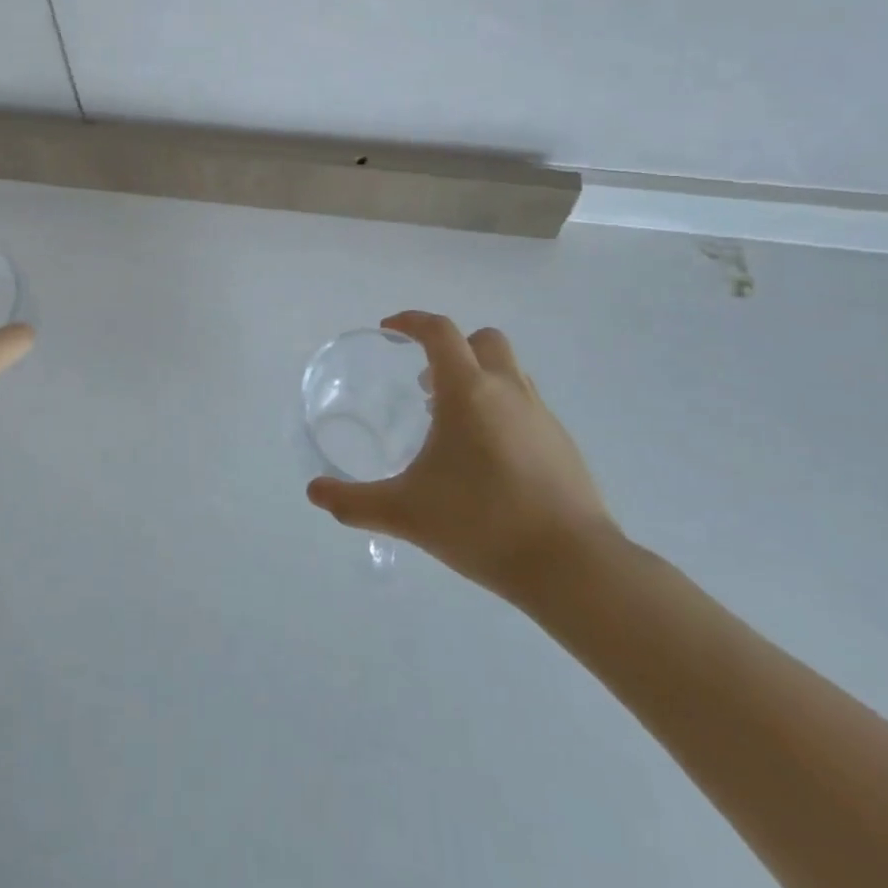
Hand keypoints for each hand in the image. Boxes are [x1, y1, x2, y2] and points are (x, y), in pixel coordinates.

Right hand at [306, 311, 618, 600]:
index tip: (389, 329)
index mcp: (468, 392)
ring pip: (509, 371)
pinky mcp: (563, 444)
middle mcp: (508, 390)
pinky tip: (489, 457)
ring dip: (479, 377)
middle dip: (452, 348)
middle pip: (483, 340)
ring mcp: (542, 415)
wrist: (573, 566)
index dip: (411, 322)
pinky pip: (527, 405)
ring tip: (454, 422)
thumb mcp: (406, 513)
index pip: (439, 331)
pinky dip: (502, 409)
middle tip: (426, 383)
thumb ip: (355, 502)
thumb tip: (314, 492)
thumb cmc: (482, 524)